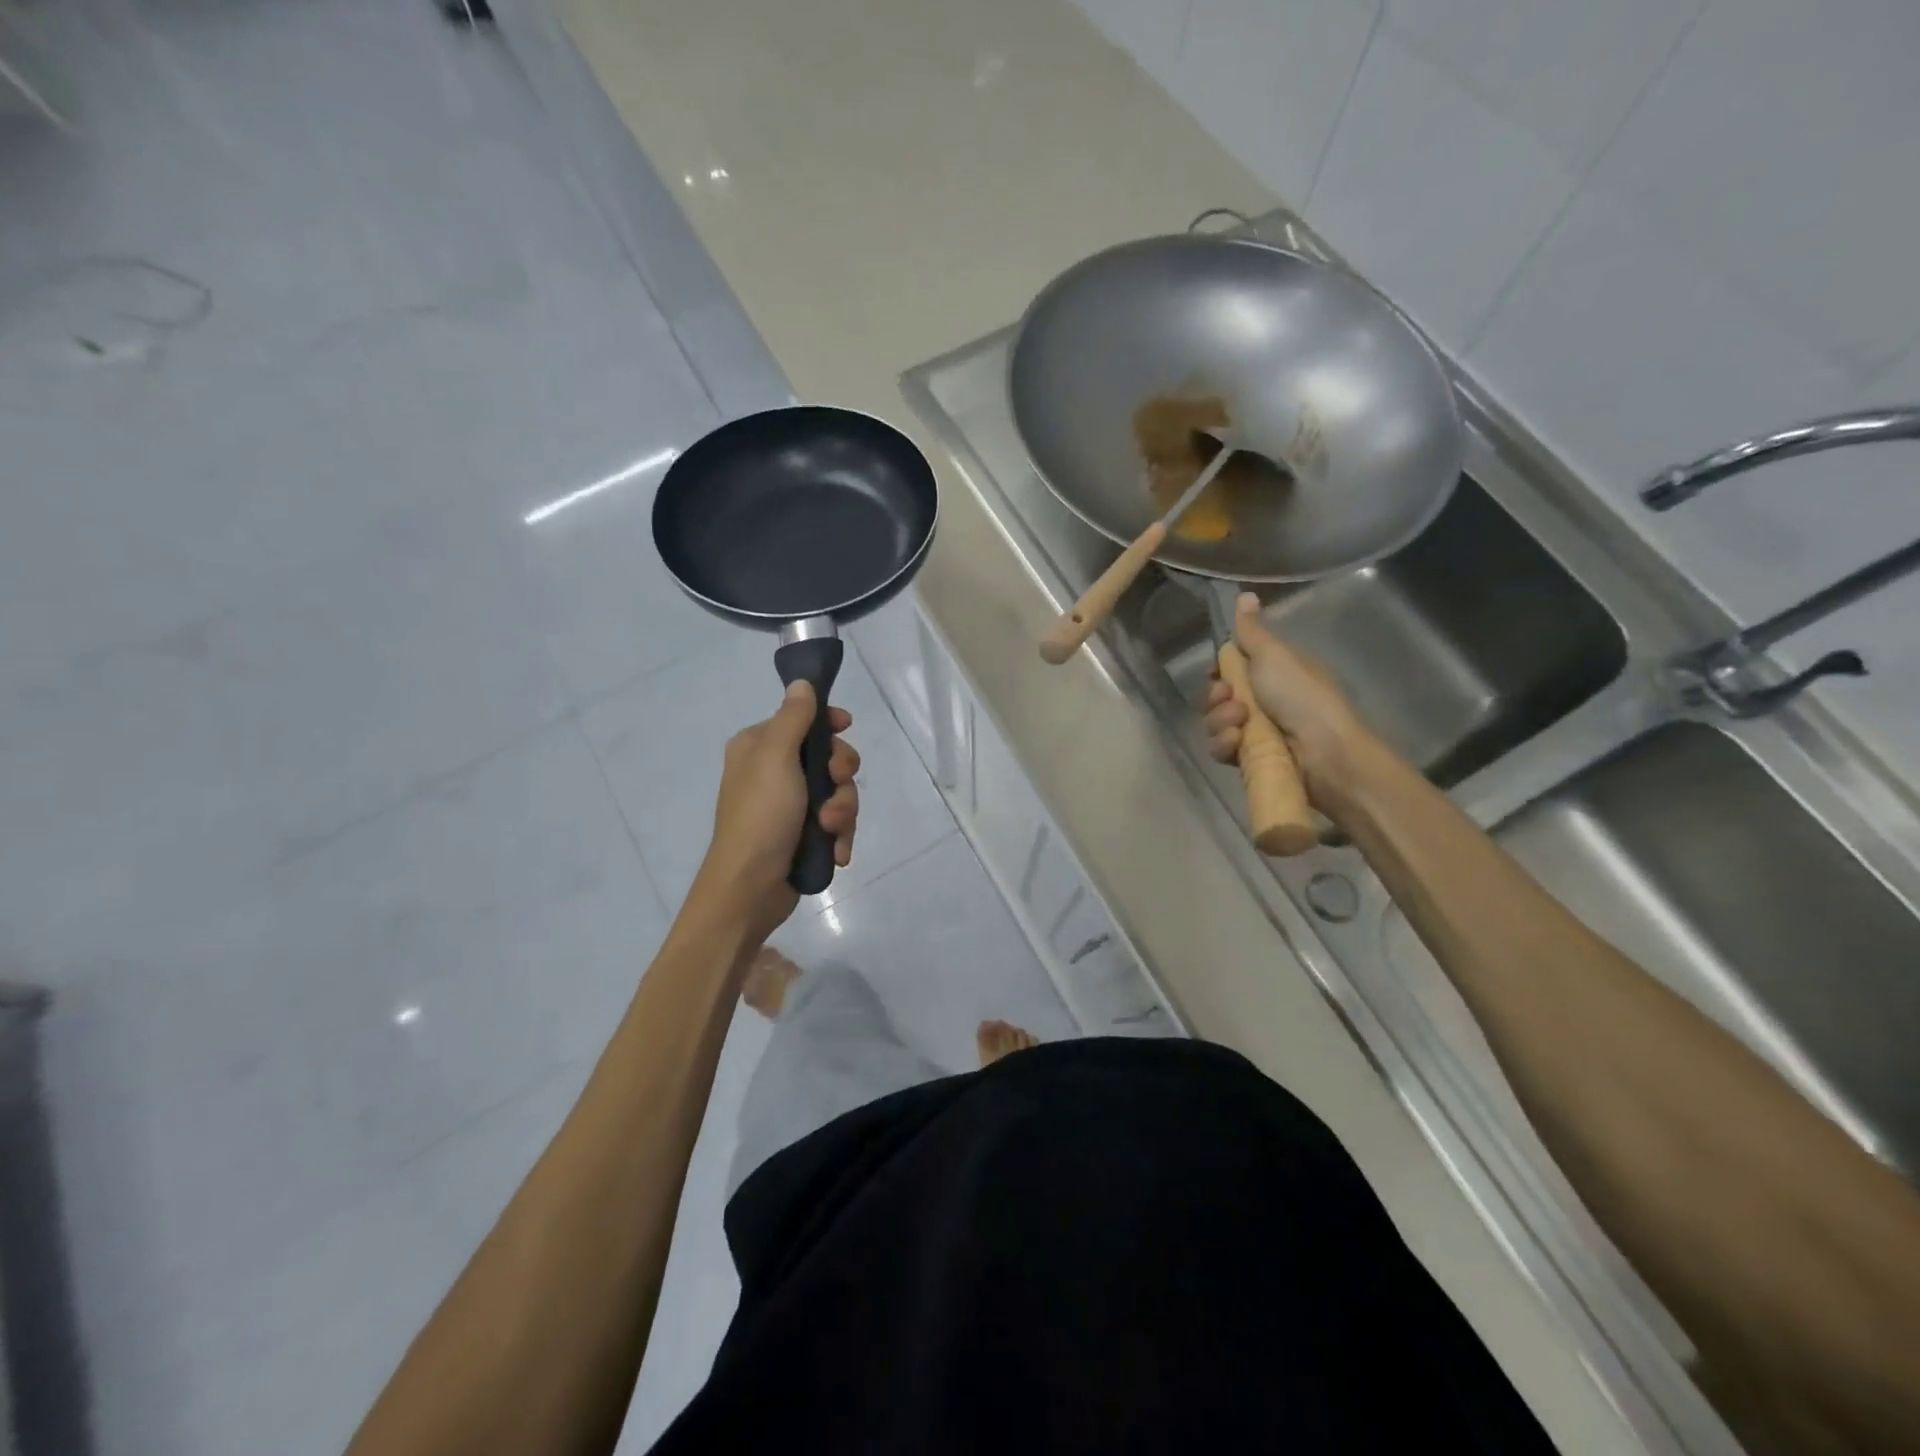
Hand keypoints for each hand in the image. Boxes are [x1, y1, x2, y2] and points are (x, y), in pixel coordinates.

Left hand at [692, 682, 859, 944]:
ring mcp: (790, 805)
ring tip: (829, 830)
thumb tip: (801, 683)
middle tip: (836, 786)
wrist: (749, 889)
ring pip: (838, 792)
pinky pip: (836, 823)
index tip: (846, 726)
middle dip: (840, 776)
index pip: (802, 718)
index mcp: (759, 747)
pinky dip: (840, 835)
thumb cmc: (760, 816)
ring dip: (842, 811)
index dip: (828, 722)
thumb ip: (793, 718)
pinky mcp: (803, 834)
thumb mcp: (776, 758)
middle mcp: (774, 771)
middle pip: (828, 756)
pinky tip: (837, 851)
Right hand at [1203, 592, 1370, 805]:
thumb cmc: (1301, 696)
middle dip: (1217, 697)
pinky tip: (1238, 743)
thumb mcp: (1274, 655)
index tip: (1215, 672)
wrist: (1324, 752)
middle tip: (1230, 698)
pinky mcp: (1251, 758)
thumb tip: (1245, 594)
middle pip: (1218, 696)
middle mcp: (1264, 700)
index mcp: (1273, 672)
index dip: (1219, 671)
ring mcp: (1257, 731)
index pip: (1232, 668)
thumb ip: (1251, 630)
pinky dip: (1226, 744)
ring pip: (1216, 722)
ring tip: (1241, 724)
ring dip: (1220, 720)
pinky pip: (1221, 748)